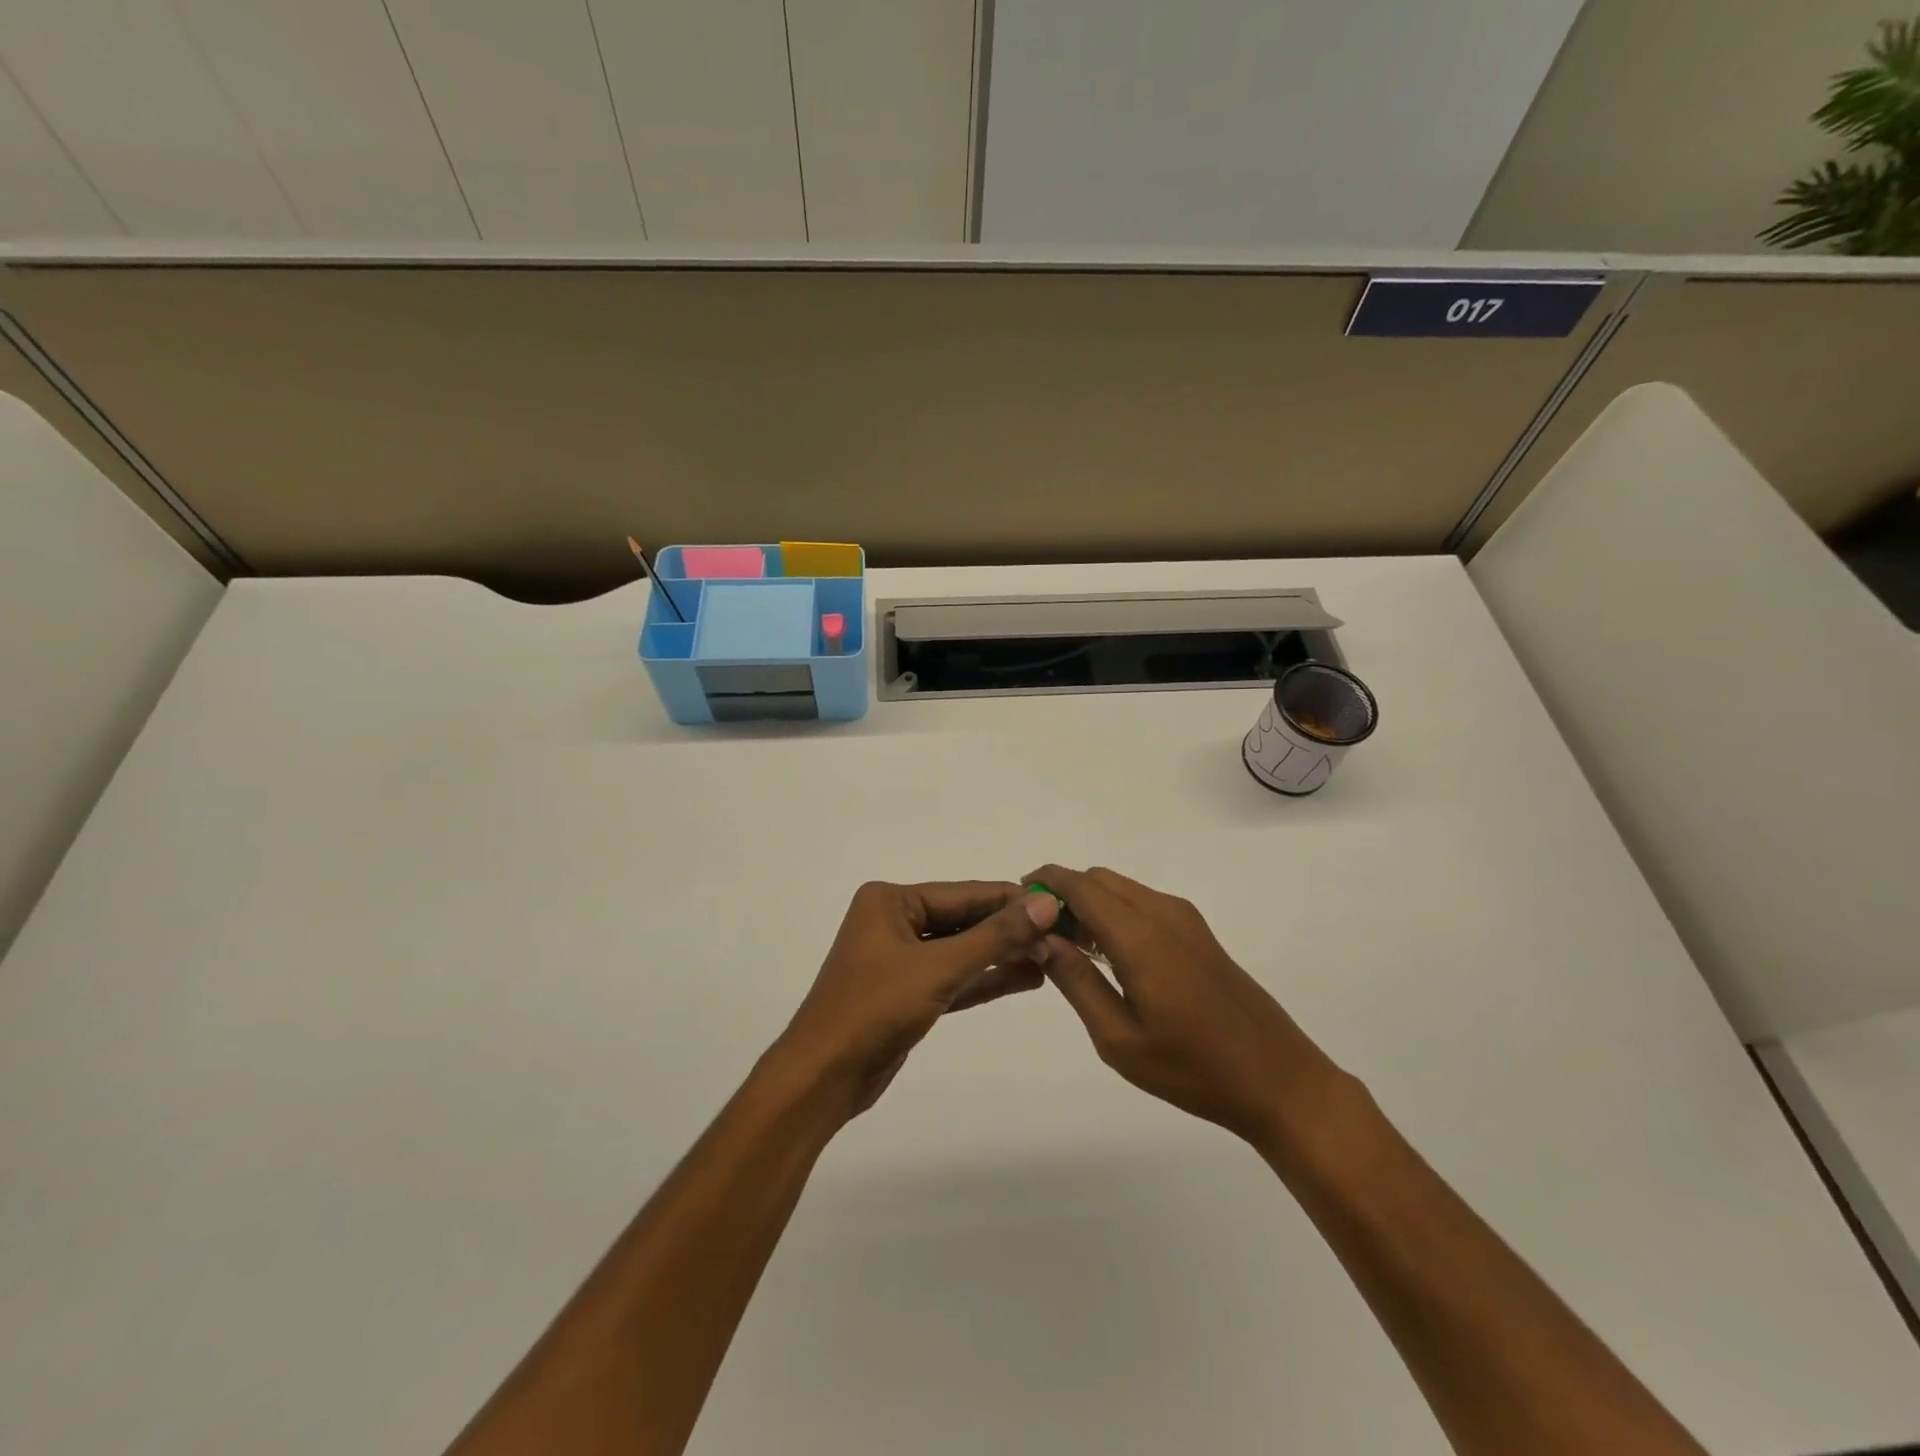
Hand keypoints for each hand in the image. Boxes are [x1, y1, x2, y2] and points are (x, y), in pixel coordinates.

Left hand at [775, 881, 1059, 1117]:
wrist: (823, 1078)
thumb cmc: (874, 1010)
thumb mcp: (938, 969)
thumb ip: (994, 938)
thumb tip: (1045, 906)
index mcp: (890, 901)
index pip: (963, 894)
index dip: (1010, 900)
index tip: (1057, 905)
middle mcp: (893, 921)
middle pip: (963, 920)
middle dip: (1008, 930)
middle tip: (1061, 936)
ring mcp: (899, 958)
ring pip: (960, 950)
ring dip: (1001, 956)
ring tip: (1052, 958)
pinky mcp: (907, 992)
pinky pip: (953, 977)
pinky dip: (984, 979)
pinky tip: (1025, 978)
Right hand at [1026, 865, 1338, 1144]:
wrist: (1278, 1079)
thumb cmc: (1192, 1068)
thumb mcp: (1118, 1038)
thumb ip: (1076, 980)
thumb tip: (1040, 938)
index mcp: (1140, 935)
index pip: (1080, 886)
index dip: (1045, 883)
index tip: (1016, 900)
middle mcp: (1162, 913)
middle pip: (1100, 880)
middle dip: (1064, 894)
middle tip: (1041, 934)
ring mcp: (1185, 920)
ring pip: (1122, 890)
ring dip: (1090, 904)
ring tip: (1069, 949)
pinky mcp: (1199, 933)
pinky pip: (1143, 904)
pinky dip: (1115, 913)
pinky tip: (1109, 955)